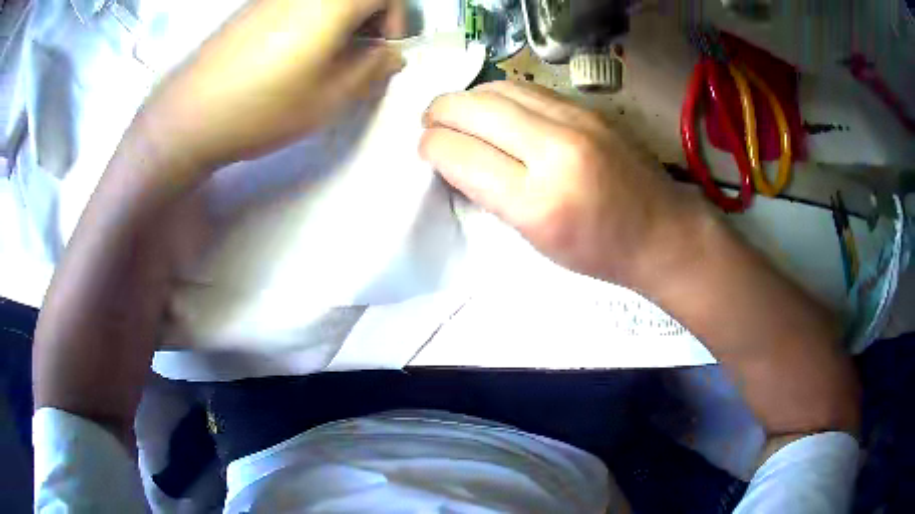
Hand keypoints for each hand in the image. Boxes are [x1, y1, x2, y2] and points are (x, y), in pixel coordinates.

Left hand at [139, 0, 405, 173]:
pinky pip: (299, 3)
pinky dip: (314, 19)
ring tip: (330, 56)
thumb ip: (372, 69)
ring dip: (343, 18)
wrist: (190, 117)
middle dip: (372, 16)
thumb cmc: (263, 107)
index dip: (397, 18)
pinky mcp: (252, 8)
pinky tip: (296, 52)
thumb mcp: (330, 97)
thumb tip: (391, 54)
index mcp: (331, 2)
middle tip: (363, 52)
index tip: (386, 48)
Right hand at [420, 80, 707, 285]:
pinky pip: (528, 89)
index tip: (425, 148)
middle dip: (439, 112)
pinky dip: (499, 94)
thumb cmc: (597, 251)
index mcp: (537, 202)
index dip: (431, 146)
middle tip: (429, 122)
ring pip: (499, 89)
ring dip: (467, 97)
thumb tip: (455, 157)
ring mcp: (576, 121)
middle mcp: (555, 151)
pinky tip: (493, 107)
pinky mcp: (588, 109)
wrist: (660, 231)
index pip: (461, 154)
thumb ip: (491, 194)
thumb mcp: (535, 239)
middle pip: (474, 109)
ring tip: (456, 111)